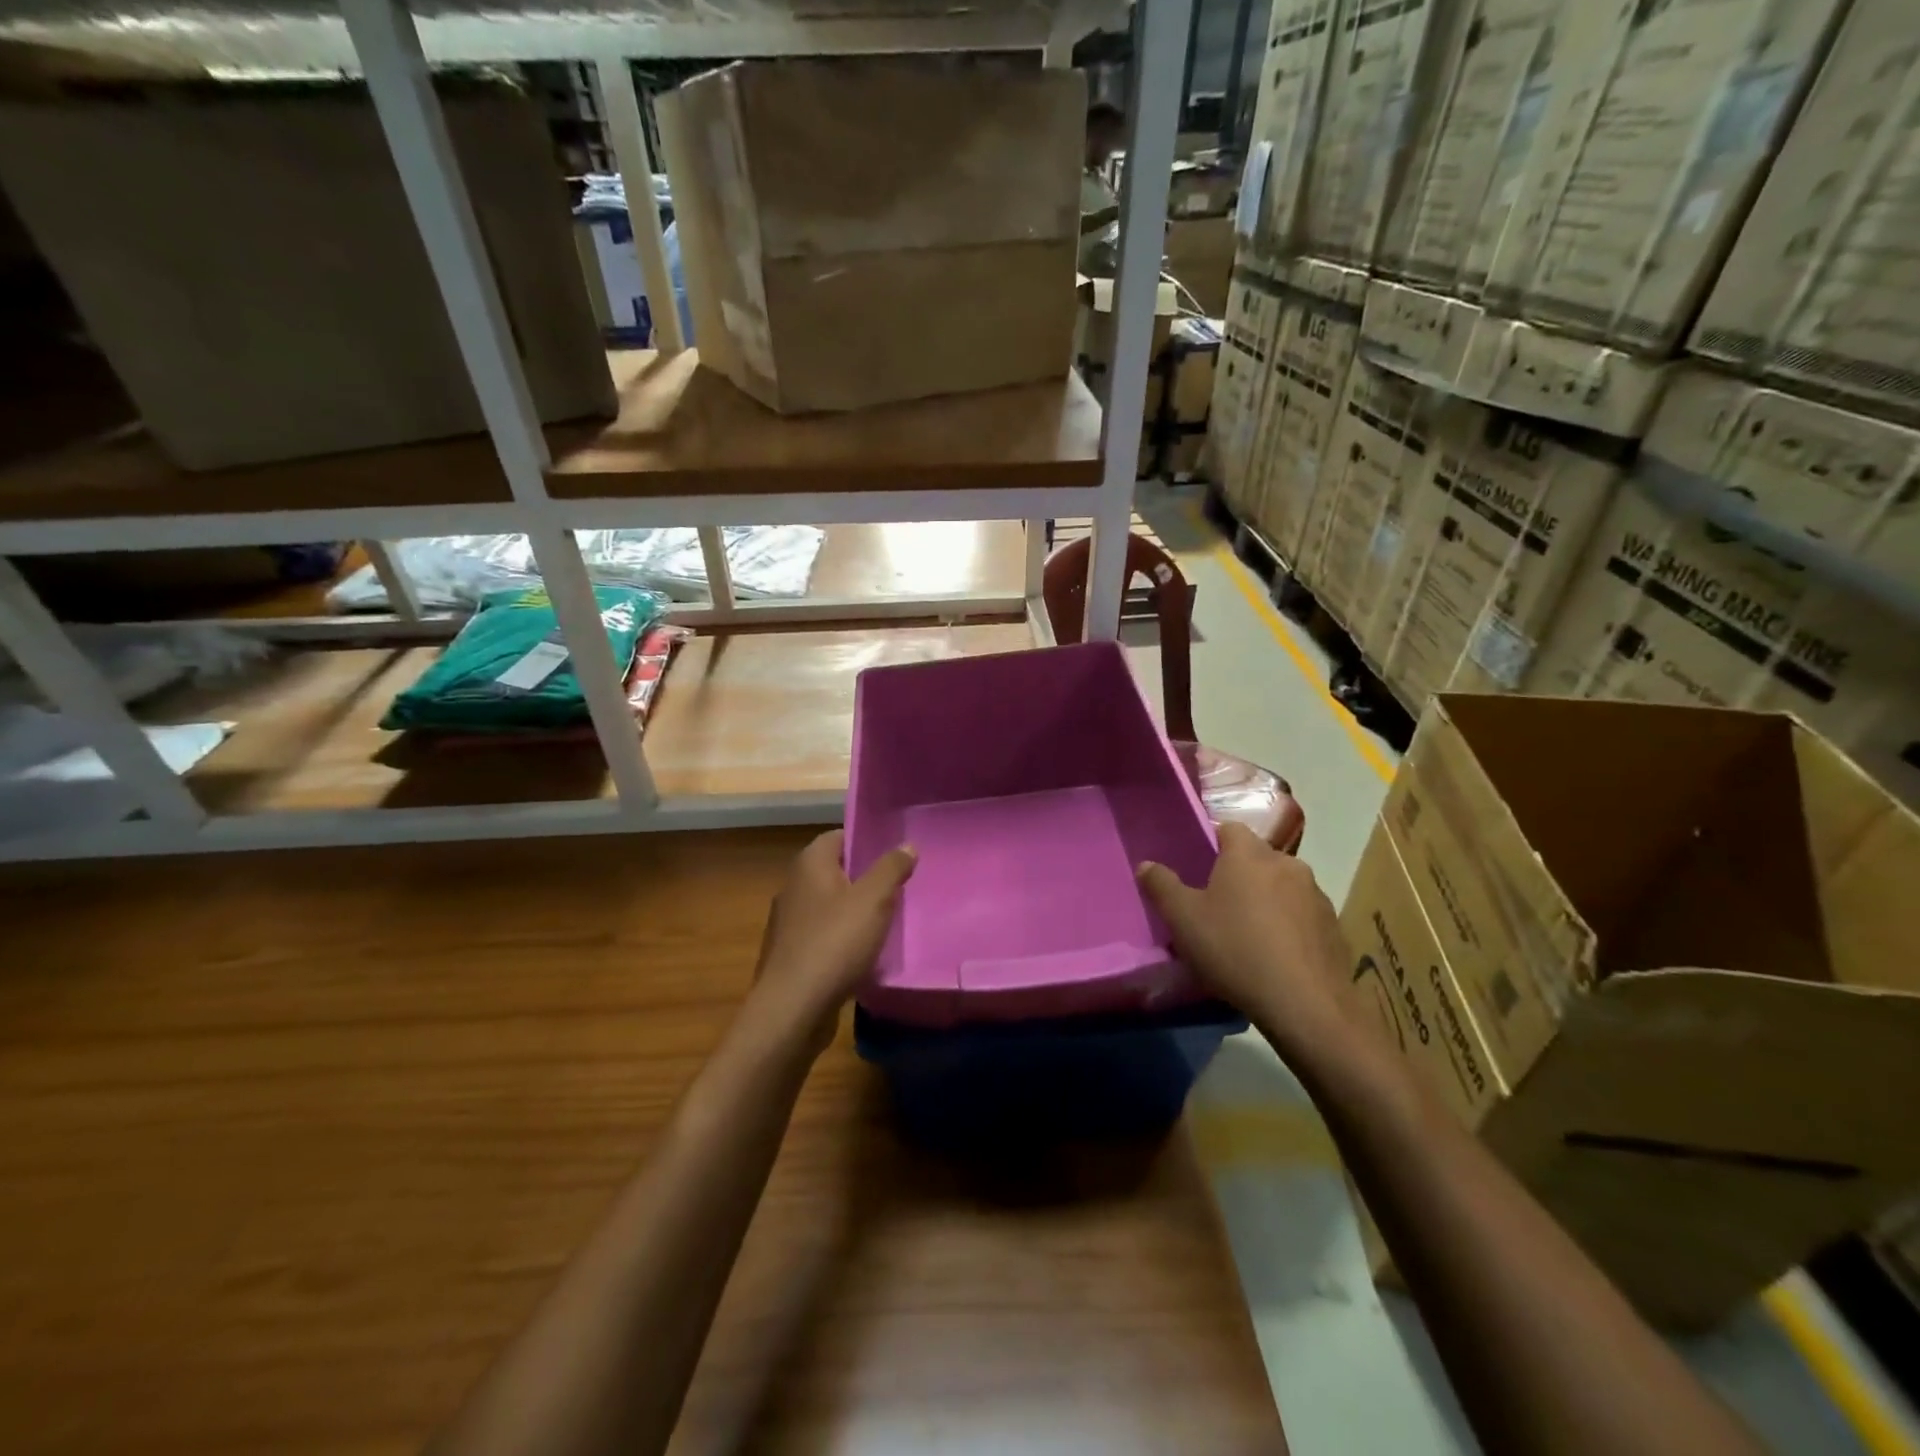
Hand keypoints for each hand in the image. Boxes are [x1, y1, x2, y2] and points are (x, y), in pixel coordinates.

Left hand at [751, 830, 915, 1052]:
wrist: (793, 1007)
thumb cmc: (835, 942)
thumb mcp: (874, 900)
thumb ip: (891, 868)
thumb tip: (906, 845)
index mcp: (809, 864)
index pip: (837, 836)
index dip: (865, 841)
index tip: (894, 854)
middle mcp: (793, 886)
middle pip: (834, 872)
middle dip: (864, 879)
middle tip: (898, 888)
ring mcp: (788, 923)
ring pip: (829, 906)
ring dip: (854, 912)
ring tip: (887, 922)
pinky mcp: (790, 954)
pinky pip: (822, 936)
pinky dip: (842, 940)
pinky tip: (864, 955)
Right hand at [1137, 823, 1354, 1055]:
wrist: (1305, 1004)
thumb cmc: (1235, 950)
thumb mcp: (1183, 920)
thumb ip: (1161, 886)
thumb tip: (1146, 864)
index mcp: (1249, 854)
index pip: (1229, 828)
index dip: (1212, 844)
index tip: (1198, 869)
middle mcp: (1287, 864)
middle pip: (1257, 858)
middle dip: (1239, 874)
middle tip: (1217, 905)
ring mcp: (1316, 895)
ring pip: (1282, 886)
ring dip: (1267, 900)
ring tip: (1248, 934)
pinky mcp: (1334, 926)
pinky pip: (1302, 914)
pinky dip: (1289, 925)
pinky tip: (1276, 955)